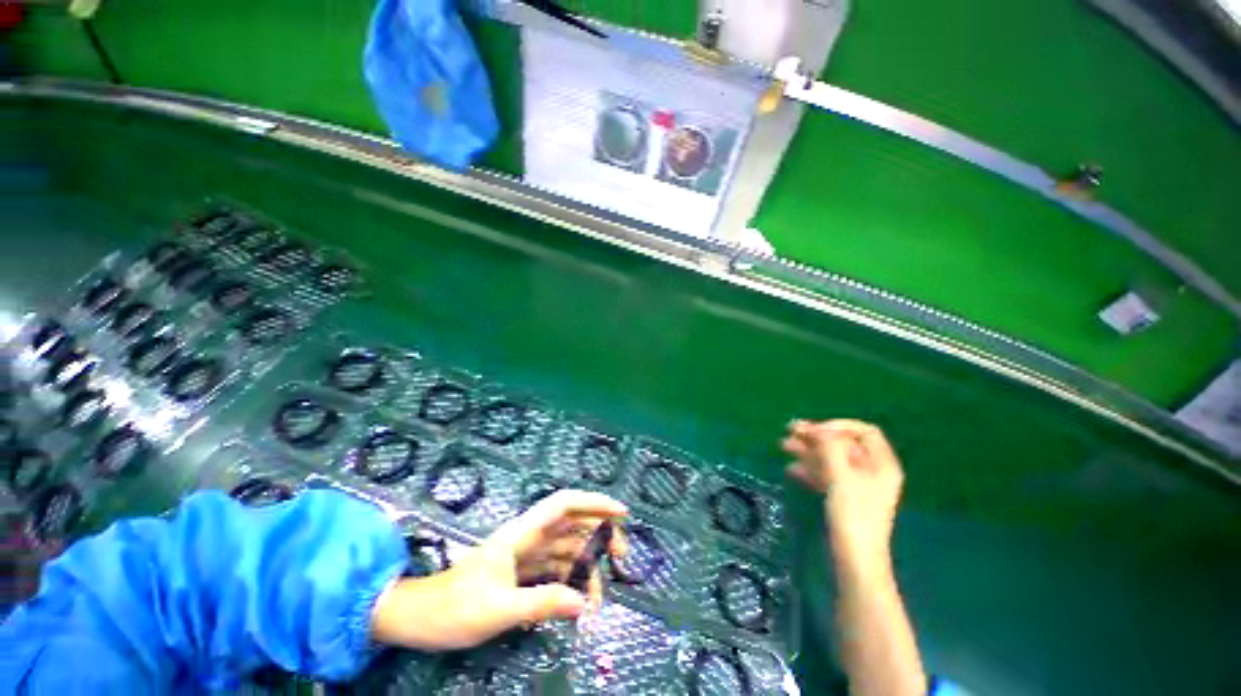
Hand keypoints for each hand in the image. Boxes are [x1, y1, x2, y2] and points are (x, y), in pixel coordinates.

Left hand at [370, 490, 627, 651]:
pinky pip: (555, 570)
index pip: (565, 504)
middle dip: (599, 536)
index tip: (622, 513)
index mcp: (522, 533)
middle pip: (572, 525)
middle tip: (621, 560)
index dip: (595, 503)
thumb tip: (583, 604)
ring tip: (598, 600)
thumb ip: (541, 603)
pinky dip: (570, 582)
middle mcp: (528, 537)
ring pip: (566, 550)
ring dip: (586, 568)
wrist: (418, 619)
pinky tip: (578, 602)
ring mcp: (525, 555)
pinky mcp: (522, 573)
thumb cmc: (452, 608)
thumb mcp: (498, 610)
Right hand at [782, 419, 903, 572]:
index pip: (862, 431)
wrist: (855, 559)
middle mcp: (871, 471)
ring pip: (831, 458)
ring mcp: (858, 485)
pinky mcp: (844, 497)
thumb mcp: (841, 477)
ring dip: (808, 450)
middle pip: (843, 443)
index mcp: (881, 463)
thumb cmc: (853, 515)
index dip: (836, 426)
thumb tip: (818, 429)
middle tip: (789, 431)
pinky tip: (791, 469)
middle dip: (816, 436)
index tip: (812, 431)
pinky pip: (826, 474)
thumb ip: (830, 448)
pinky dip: (810, 468)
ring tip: (783, 446)